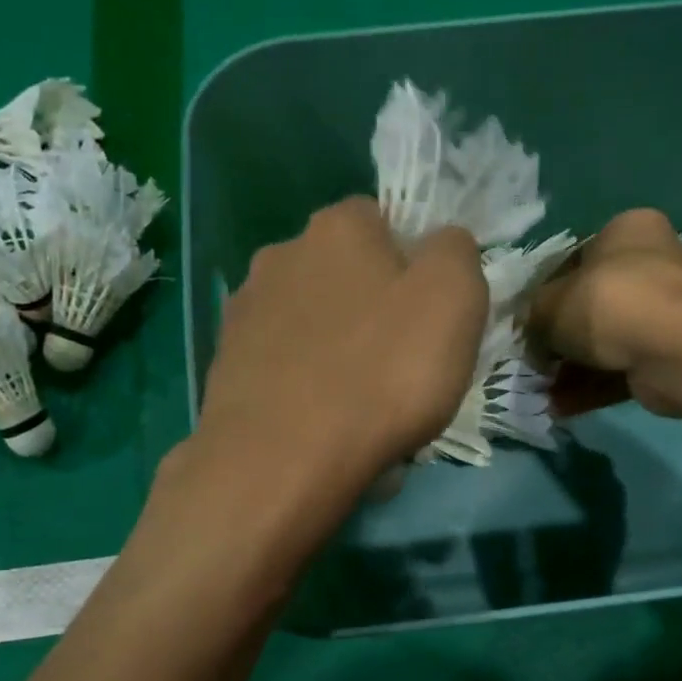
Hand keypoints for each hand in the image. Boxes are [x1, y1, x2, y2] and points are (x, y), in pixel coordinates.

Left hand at [197, 196, 486, 483]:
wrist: (282, 459)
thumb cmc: (382, 374)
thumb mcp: (454, 300)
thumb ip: (456, 253)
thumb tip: (443, 245)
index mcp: (339, 226)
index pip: (386, 221)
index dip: (415, 266)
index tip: (430, 318)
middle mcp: (282, 253)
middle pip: (344, 272)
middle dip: (372, 305)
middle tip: (399, 362)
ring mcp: (244, 310)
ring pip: (310, 318)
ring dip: (334, 345)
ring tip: (357, 400)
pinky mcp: (225, 363)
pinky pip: (282, 362)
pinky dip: (302, 380)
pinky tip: (318, 419)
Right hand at [528, 207, 681, 415]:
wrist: (673, 347)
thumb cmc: (607, 303)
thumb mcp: (548, 304)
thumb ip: (533, 317)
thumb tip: (534, 340)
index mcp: (626, 231)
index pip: (575, 261)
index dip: (545, 295)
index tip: (528, 325)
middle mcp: (651, 264)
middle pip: (591, 305)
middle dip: (560, 339)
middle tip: (534, 363)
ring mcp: (664, 312)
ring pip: (605, 342)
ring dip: (571, 369)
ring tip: (541, 392)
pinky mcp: (668, 354)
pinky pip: (620, 369)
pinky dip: (591, 388)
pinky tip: (560, 407)